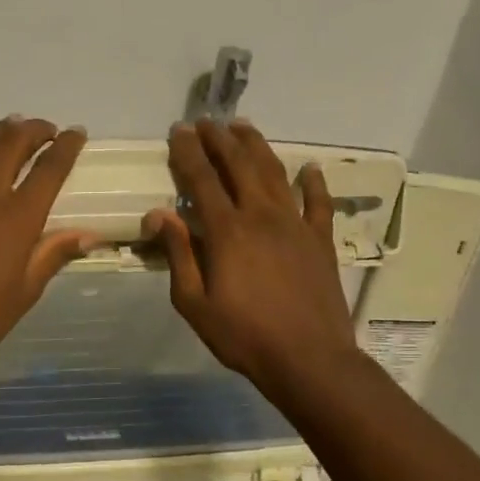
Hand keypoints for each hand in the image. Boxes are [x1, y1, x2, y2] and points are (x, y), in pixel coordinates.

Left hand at [0, 116, 97, 389]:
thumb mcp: (25, 292)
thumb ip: (53, 255)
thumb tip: (90, 235)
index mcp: (19, 218)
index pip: (50, 170)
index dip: (67, 147)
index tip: (77, 133)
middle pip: (14, 146)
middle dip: (34, 131)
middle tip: (45, 130)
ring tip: (11, 126)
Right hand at [143, 119, 359, 398]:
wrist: (308, 358)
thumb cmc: (243, 335)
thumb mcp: (194, 303)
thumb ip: (178, 255)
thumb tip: (158, 214)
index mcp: (227, 231)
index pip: (202, 180)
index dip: (188, 153)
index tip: (178, 131)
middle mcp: (262, 216)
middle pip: (239, 165)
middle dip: (219, 140)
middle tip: (206, 122)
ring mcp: (296, 224)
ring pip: (275, 173)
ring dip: (256, 147)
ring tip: (242, 127)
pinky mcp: (321, 240)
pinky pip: (319, 202)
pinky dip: (314, 182)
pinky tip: (310, 168)